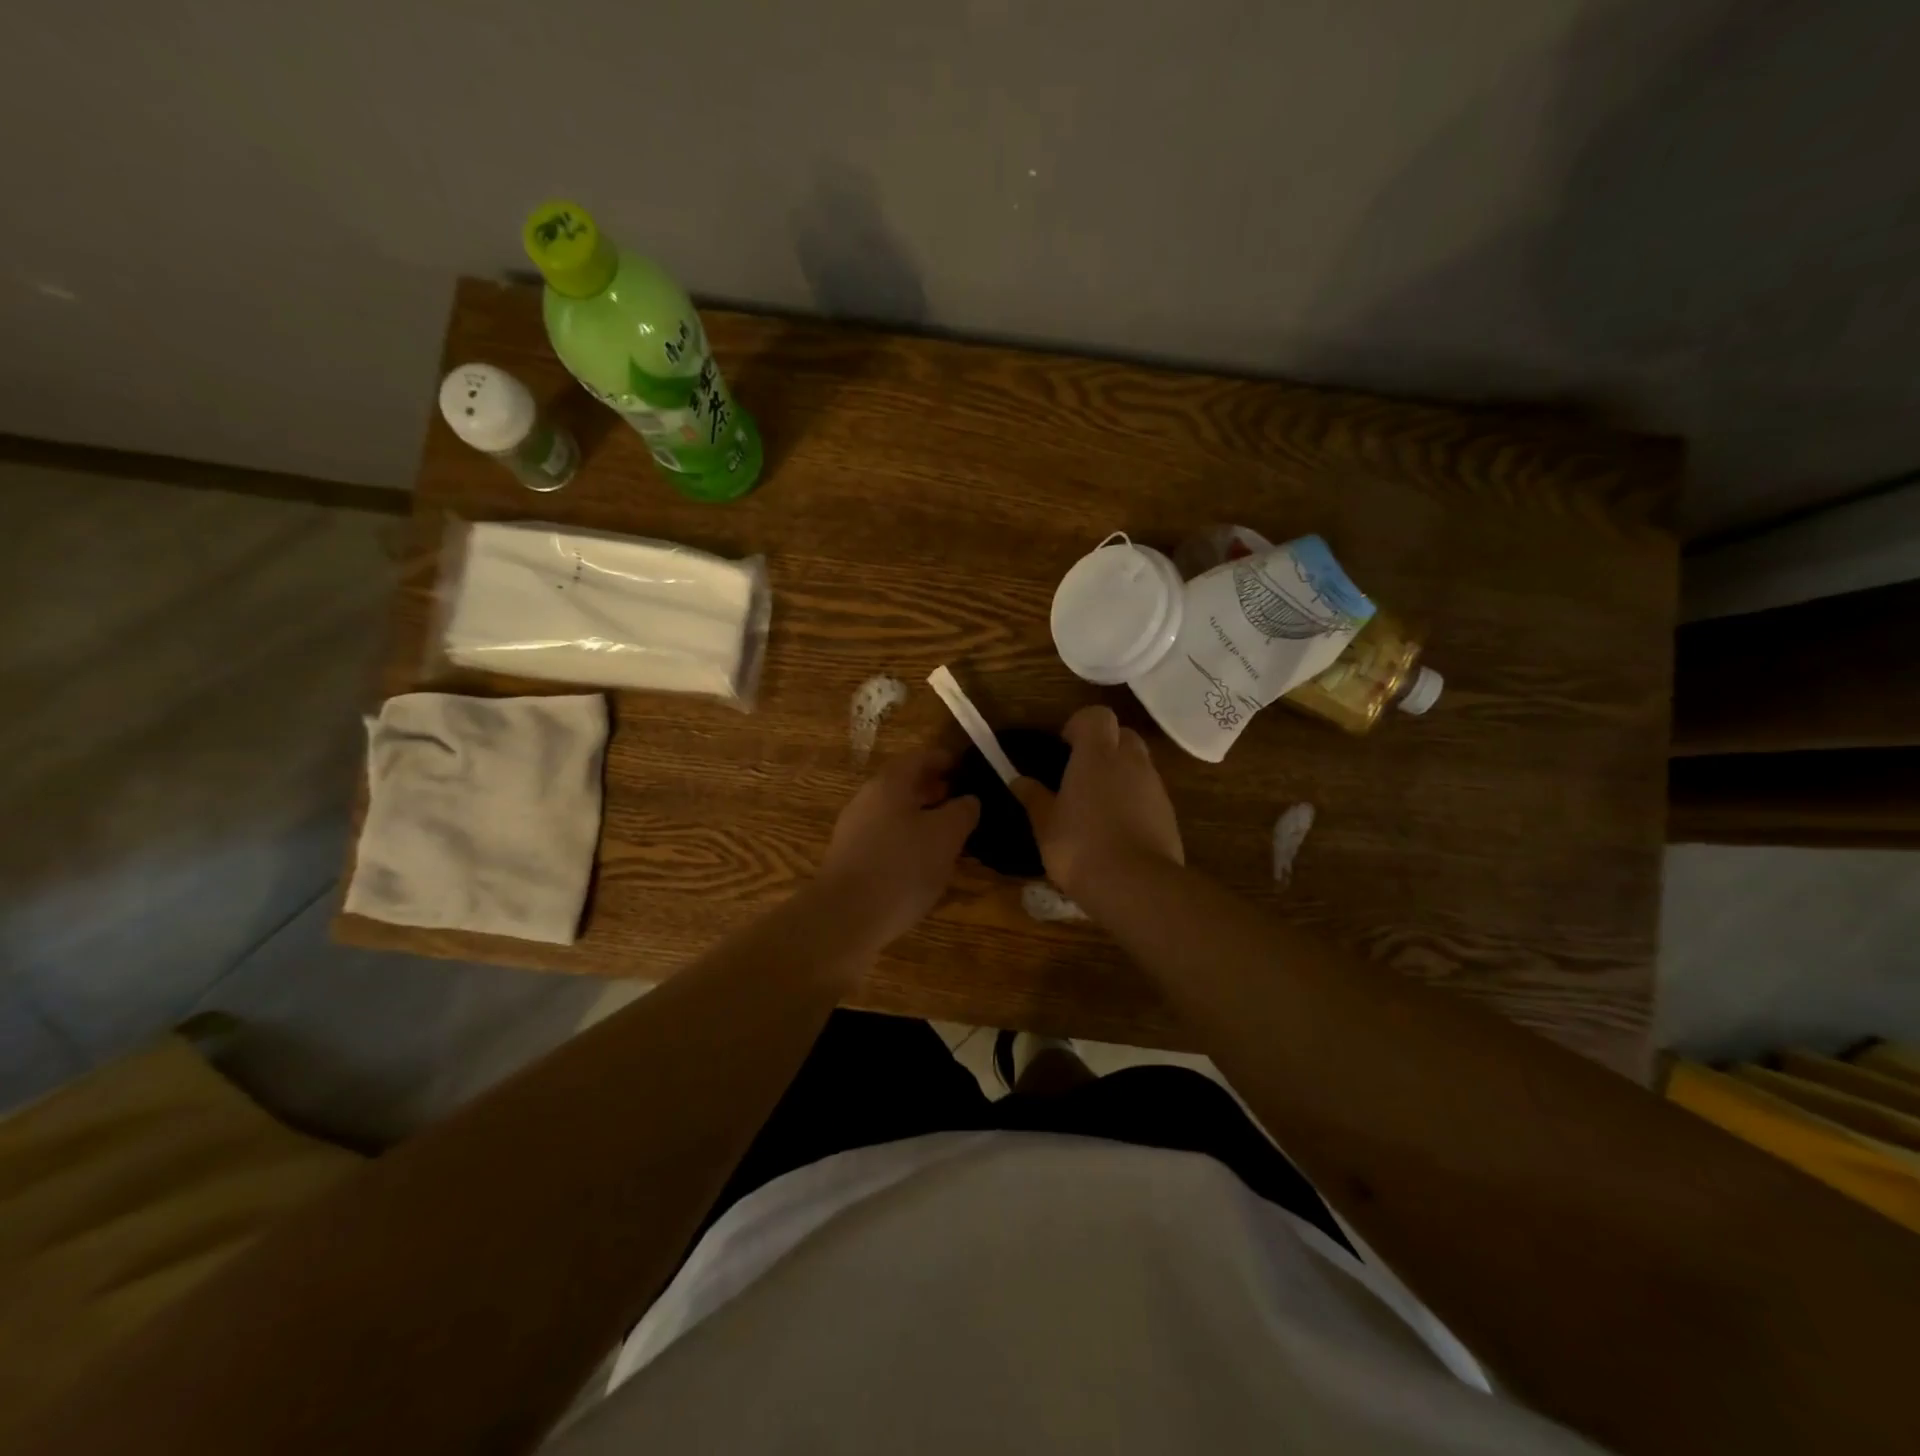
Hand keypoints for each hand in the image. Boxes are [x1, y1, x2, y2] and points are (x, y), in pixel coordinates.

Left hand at [814, 748, 980, 950]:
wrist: (845, 918)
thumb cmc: (901, 867)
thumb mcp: (946, 836)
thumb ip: (962, 812)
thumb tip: (968, 800)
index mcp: (890, 783)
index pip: (921, 758)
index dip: (947, 760)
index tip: (969, 769)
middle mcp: (868, 799)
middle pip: (905, 784)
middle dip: (936, 790)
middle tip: (964, 802)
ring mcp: (855, 829)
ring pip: (896, 812)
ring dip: (923, 817)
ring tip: (951, 834)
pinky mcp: (851, 858)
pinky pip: (886, 837)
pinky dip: (908, 839)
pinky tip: (924, 861)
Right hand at [1010, 706, 1183, 900]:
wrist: (1135, 886)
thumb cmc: (1079, 847)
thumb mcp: (1045, 824)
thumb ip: (1034, 798)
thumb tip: (1019, 781)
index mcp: (1097, 755)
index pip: (1097, 715)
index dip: (1081, 725)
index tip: (1065, 746)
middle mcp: (1131, 762)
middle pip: (1123, 735)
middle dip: (1104, 746)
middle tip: (1081, 773)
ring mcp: (1155, 787)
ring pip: (1139, 765)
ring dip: (1120, 774)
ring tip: (1097, 806)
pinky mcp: (1169, 814)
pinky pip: (1149, 794)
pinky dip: (1135, 801)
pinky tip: (1117, 830)